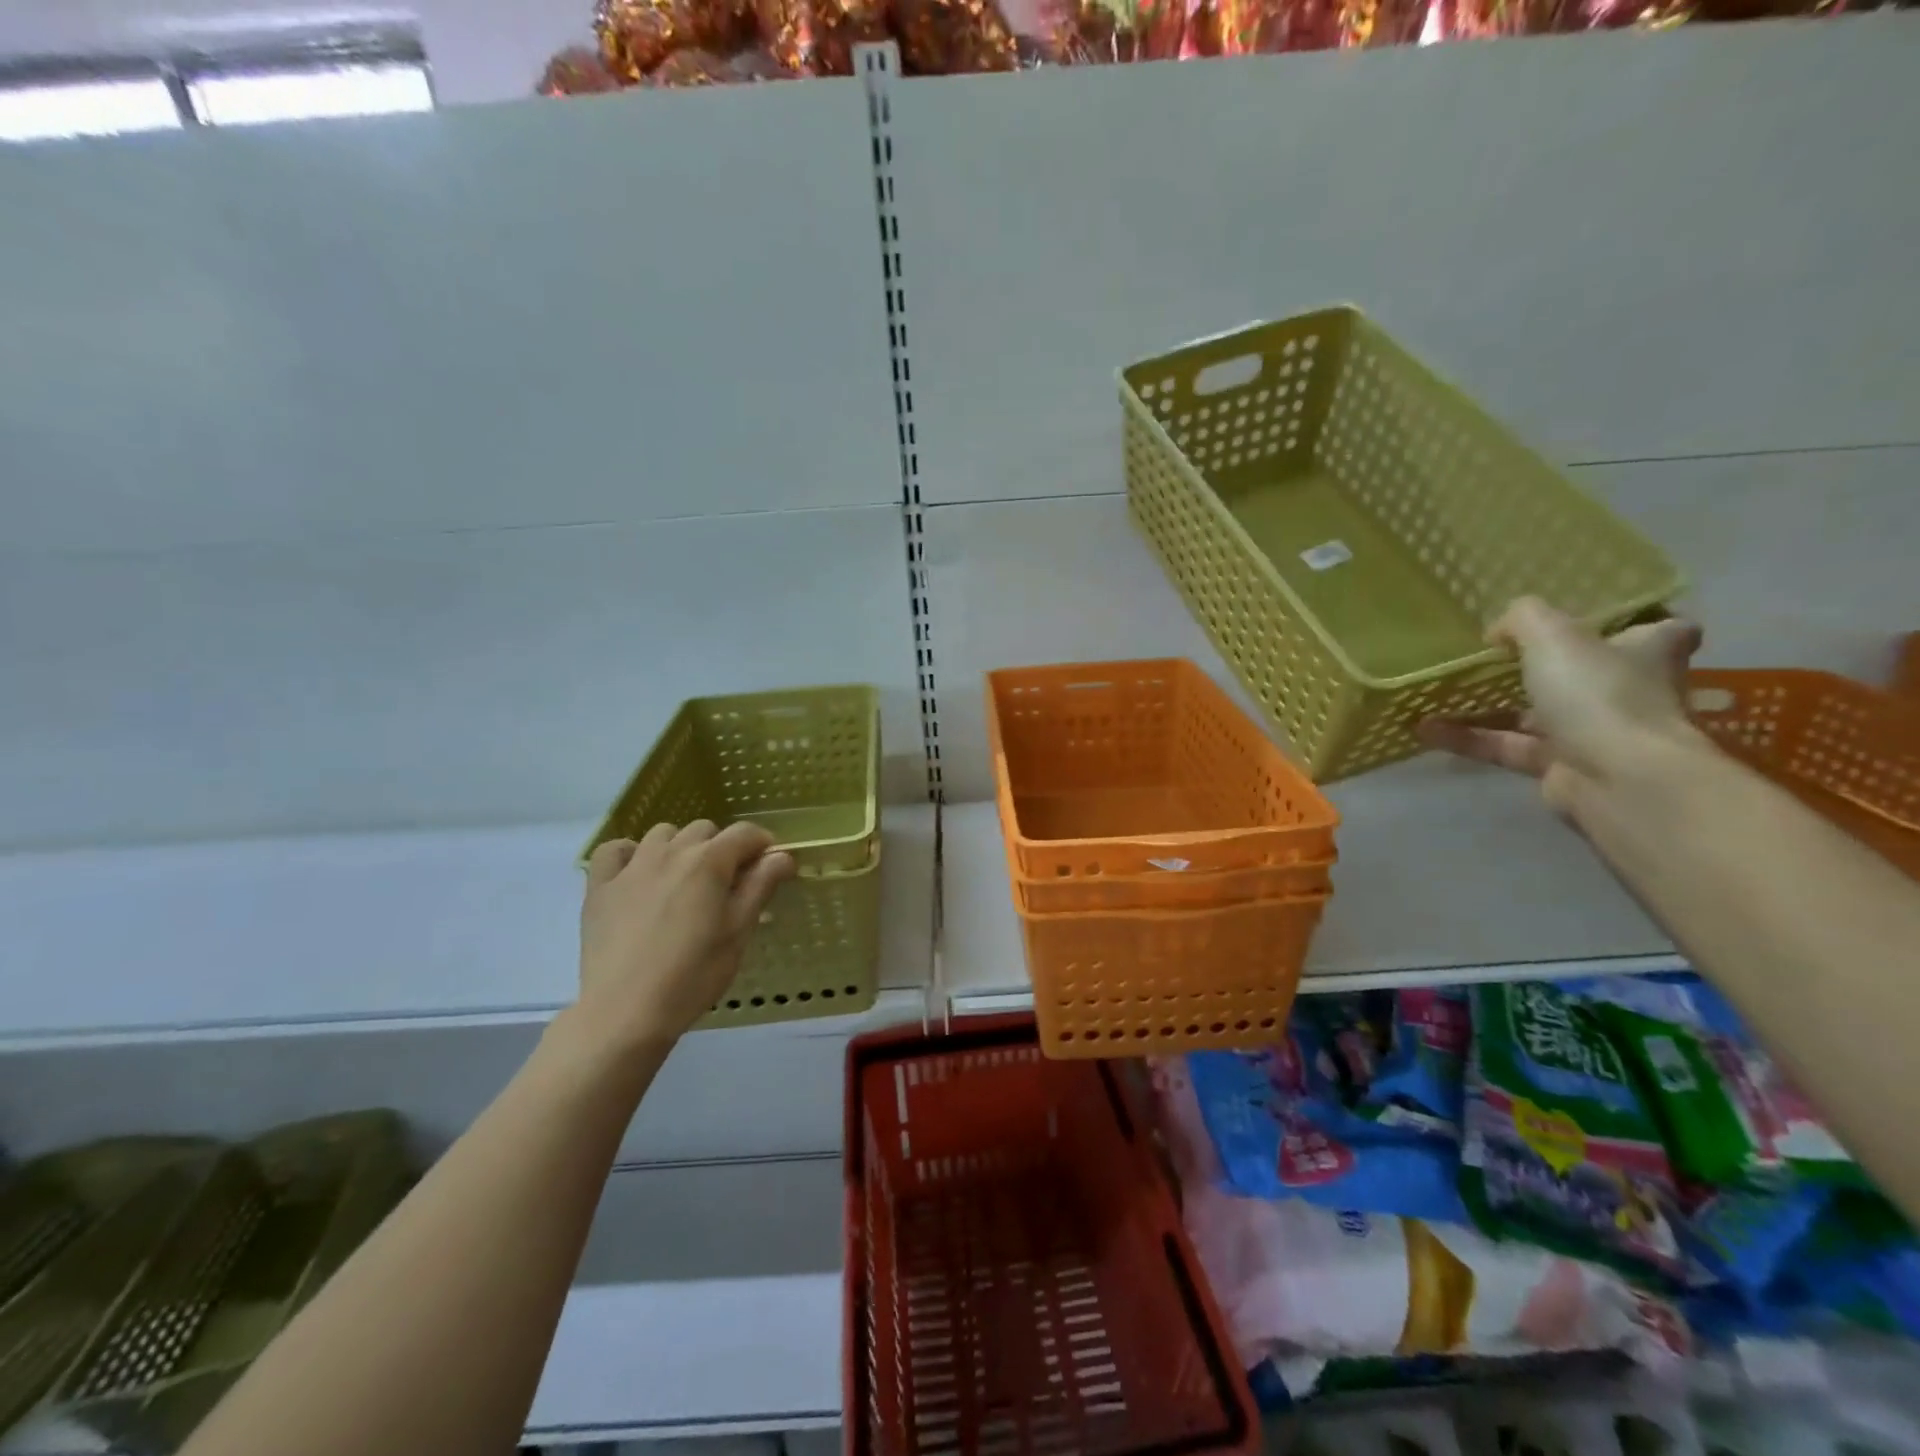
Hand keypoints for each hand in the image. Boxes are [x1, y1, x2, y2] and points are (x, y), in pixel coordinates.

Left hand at [578, 822, 795, 1048]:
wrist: (625, 1012)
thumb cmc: (693, 974)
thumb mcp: (738, 932)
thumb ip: (761, 886)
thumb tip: (783, 855)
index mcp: (709, 862)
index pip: (745, 833)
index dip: (763, 845)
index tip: (769, 867)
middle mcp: (670, 852)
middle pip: (704, 830)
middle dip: (722, 847)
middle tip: (727, 883)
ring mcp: (631, 867)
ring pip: (662, 834)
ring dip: (680, 847)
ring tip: (684, 880)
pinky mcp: (599, 887)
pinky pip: (614, 850)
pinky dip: (630, 854)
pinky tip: (638, 876)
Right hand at [1418, 597, 1704, 813]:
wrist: (1618, 778)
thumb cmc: (1599, 694)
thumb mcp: (1553, 635)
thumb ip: (1522, 620)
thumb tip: (1498, 632)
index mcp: (1647, 652)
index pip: (1660, 630)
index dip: (1630, 622)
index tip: (1590, 620)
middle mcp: (1628, 691)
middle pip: (1587, 672)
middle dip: (1544, 665)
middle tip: (1493, 655)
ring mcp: (1595, 732)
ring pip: (1536, 713)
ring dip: (1488, 706)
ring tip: (1441, 693)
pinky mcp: (1561, 767)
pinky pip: (1507, 746)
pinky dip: (1469, 739)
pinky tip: (1426, 729)